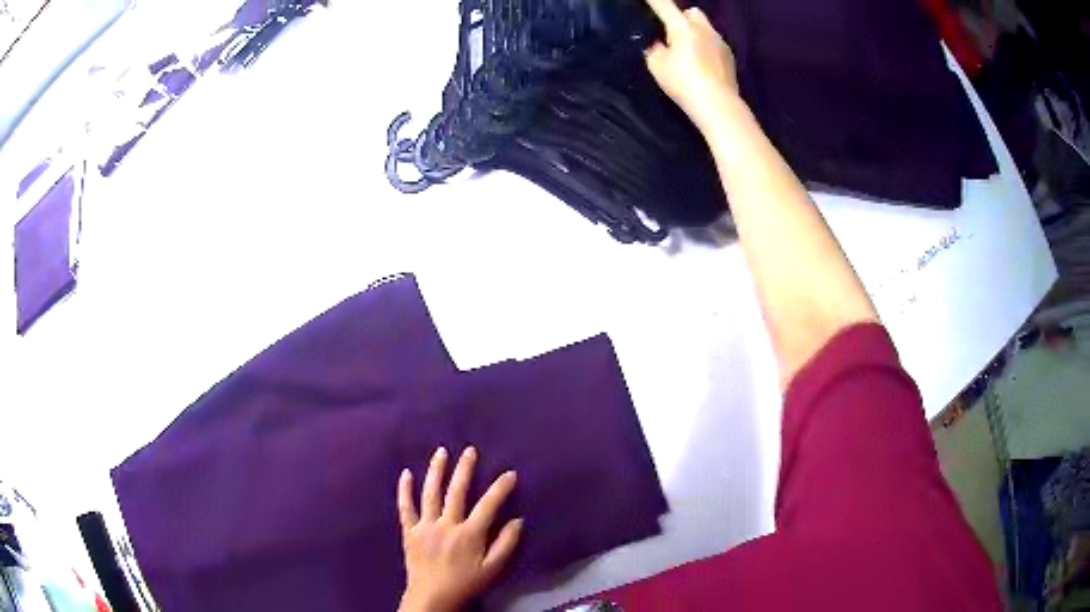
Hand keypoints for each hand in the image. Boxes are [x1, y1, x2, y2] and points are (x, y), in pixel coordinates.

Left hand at [398, 447, 522, 611]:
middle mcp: (446, 524)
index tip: (509, 473)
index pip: (488, 505)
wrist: (433, 596)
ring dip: (436, 471)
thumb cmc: (466, 583)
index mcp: (469, 534)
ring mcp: (425, 526)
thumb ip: (506, 544)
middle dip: (464, 469)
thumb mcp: (493, 569)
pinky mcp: (409, 531)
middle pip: (456, 492)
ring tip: (441, 452)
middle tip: (470, 450)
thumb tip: (518, 520)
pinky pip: (405, 507)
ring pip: (430, 493)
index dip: (500, 488)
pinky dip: (404, 490)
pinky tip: (406, 473)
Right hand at [644, 0, 740, 134]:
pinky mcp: (730, 57)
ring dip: (696, 34)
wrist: (718, 104)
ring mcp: (720, 42)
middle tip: (673, 35)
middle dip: (682, 18)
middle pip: (691, 13)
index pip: (664, 5)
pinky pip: (715, 44)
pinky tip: (703, 65)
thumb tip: (659, 43)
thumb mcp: (657, 66)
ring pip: (705, 28)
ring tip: (688, 53)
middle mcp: (704, 29)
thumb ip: (655, 49)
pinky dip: (707, 48)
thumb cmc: (683, 82)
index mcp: (683, 27)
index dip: (654, 0)